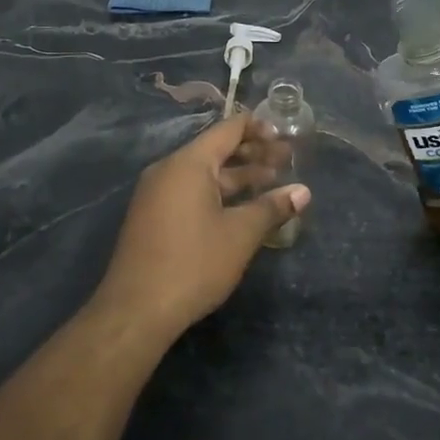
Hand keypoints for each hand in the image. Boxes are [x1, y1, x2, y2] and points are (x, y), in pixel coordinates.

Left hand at [93, 113, 309, 332]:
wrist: (136, 310)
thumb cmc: (193, 264)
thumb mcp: (240, 234)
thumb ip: (272, 208)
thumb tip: (303, 192)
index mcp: (188, 163)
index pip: (228, 130)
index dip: (258, 129)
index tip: (285, 137)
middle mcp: (169, 170)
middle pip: (216, 150)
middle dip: (253, 154)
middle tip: (287, 161)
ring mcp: (157, 194)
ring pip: (204, 175)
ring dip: (238, 177)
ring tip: (272, 183)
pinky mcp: (153, 217)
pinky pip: (190, 192)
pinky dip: (218, 193)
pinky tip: (241, 209)